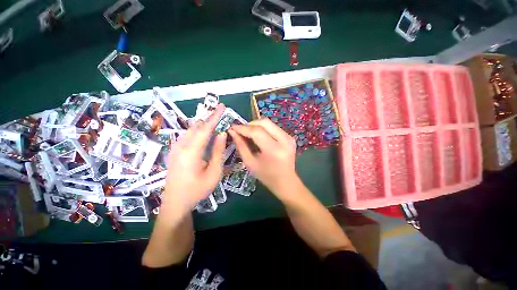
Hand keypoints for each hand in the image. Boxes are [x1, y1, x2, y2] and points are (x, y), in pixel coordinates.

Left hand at [163, 104, 226, 212]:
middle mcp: (181, 145)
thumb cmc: (197, 190)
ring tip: (216, 124)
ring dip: (204, 125)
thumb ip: (218, 151)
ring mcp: (175, 148)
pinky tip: (205, 135)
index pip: (205, 128)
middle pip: (197, 126)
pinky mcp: (175, 151)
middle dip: (210, 119)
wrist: (175, 203)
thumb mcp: (214, 173)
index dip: (215, 116)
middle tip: (222, 115)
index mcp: (191, 151)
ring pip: (192, 130)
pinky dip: (199, 132)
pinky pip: (188, 135)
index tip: (222, 106)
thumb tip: (222, 134)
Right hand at [228, 118, 297, 197]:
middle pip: (264, 123)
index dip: (243, 128)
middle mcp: (284, 140)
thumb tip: (232, 132)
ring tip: (248, 133)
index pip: (256, 132)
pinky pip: (273, 127)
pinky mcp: (290, 136)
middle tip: (240, 130)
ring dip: (256, 126)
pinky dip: (263, 129)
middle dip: (250, 124)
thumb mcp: (250, 163)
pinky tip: (258, 136)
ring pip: (269, 123)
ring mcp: (289, 137)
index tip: (232, 127)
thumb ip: (241, 146)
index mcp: (274, 150)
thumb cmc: (266, 176)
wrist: (286, 182)